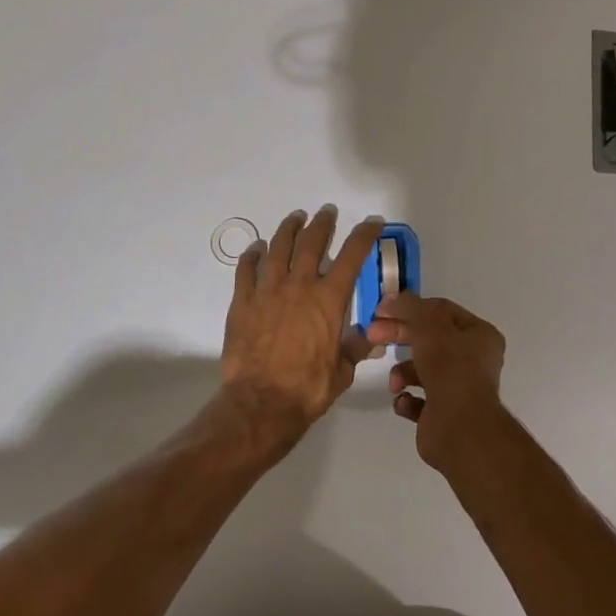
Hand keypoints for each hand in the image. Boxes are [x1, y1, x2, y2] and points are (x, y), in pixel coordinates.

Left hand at [219, 206, 381, 449]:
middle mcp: (299, 286)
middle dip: (322, 223)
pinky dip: (253, 255)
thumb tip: (370, 337)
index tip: (372, 221)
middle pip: (312, 242)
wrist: (261, 403)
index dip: (364, 234)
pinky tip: (257, 248)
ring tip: (295, 218)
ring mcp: (268, 291)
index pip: (352, 256)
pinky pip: (246, 269)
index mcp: (329, 299)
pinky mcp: (243, 302)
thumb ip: (355, 348)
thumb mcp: (342, 371)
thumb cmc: (308, 388)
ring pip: (279, 247)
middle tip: (327, 212)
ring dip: (289, 229)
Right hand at [367, 293, 506, 473]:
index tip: (381, 310)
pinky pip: (417, 400)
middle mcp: (472, 360)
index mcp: (479, 335)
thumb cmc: (450, 369)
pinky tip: (404, 401)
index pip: (441, 311)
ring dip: (402, 372)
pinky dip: (407, 399)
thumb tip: (391, 298)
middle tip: (372, 334)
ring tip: (395, 383)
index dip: (410, 307)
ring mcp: (458, 388)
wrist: (459, 430)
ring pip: (421, 369)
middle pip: (428, 338)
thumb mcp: (428, 326)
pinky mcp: (442, 414)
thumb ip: (409, 307)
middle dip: (399, 335)